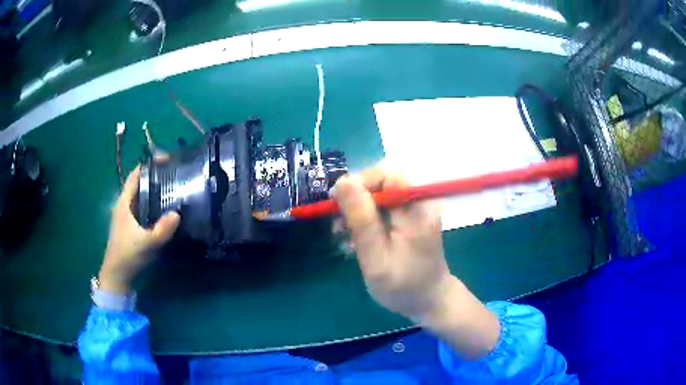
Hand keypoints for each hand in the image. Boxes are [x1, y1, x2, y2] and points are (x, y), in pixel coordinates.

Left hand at [98, 166, 179, 293]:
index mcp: (124, 202)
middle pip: (140, 183)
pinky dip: (154, 203)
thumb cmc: (127, 255)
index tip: (167, 159)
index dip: (149, 164)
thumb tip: (177, 214)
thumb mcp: (145, 243)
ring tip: (175, 188)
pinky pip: (144, 207)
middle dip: (156, 176)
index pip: (136, 175)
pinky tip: (166, 210)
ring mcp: (128, 215)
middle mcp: (125, 205)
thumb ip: (161, 230)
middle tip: (176, 174)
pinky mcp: (132, 225)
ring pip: (142, 196)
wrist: (117, 274)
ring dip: (156, 190)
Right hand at [332, 168, 499, 359]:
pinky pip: (383, 207)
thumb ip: (361, 221)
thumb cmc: (404, 286)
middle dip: (355, 200)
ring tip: (343, 235)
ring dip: (357, 211)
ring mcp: (416, 209)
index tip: (336, 203)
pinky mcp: (410, 217)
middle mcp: (420, 201)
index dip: (359, 183)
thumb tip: (342, 182)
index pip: (386, 175)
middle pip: (381, 183)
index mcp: (417, 209)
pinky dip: (366, 219)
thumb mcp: (377, 259)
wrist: (430, 300)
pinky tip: (356, 238)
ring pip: (379, 194)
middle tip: (338, 225)